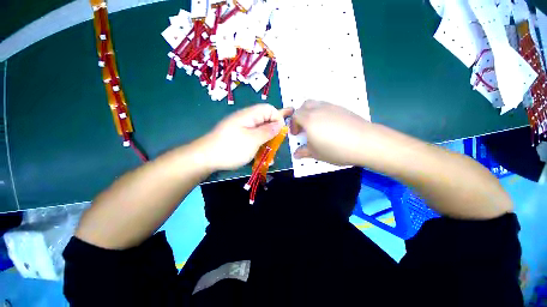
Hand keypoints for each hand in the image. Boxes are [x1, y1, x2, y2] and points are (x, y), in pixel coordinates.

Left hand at [201, 104, 292, 170]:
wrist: (206, 158)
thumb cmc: (231, 148)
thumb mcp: (253, 140)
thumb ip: (268, 131)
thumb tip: (279, 124)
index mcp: (250, 115)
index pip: (269, 109)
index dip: (278, 119)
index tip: (280, 133)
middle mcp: (246, 119)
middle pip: (266, 120)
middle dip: (274, 131)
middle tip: (276, 144)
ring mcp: (242, 128)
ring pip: (260, 131)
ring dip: (267, 141)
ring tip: (269, 153)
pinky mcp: (239, 137)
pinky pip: (253, 138)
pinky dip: (259, 145)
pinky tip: (261, 155)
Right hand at [290, 100, 371, 165]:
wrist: (365, 142)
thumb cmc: (335, 149)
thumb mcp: (316, 154)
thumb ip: (304, 152)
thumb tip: (296, 154)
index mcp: (309, 119)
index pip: (295, 116)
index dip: (293, 124)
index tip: (296, 134)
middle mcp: (318, 109)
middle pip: (304, 106)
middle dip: (300, 115)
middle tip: (304, 127)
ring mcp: (331, 107)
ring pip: (316, 104)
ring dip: (311, 113)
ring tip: (316, 126)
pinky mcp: (342, 108)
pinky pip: (327, 107)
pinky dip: (322, 113)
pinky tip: (329, 125)